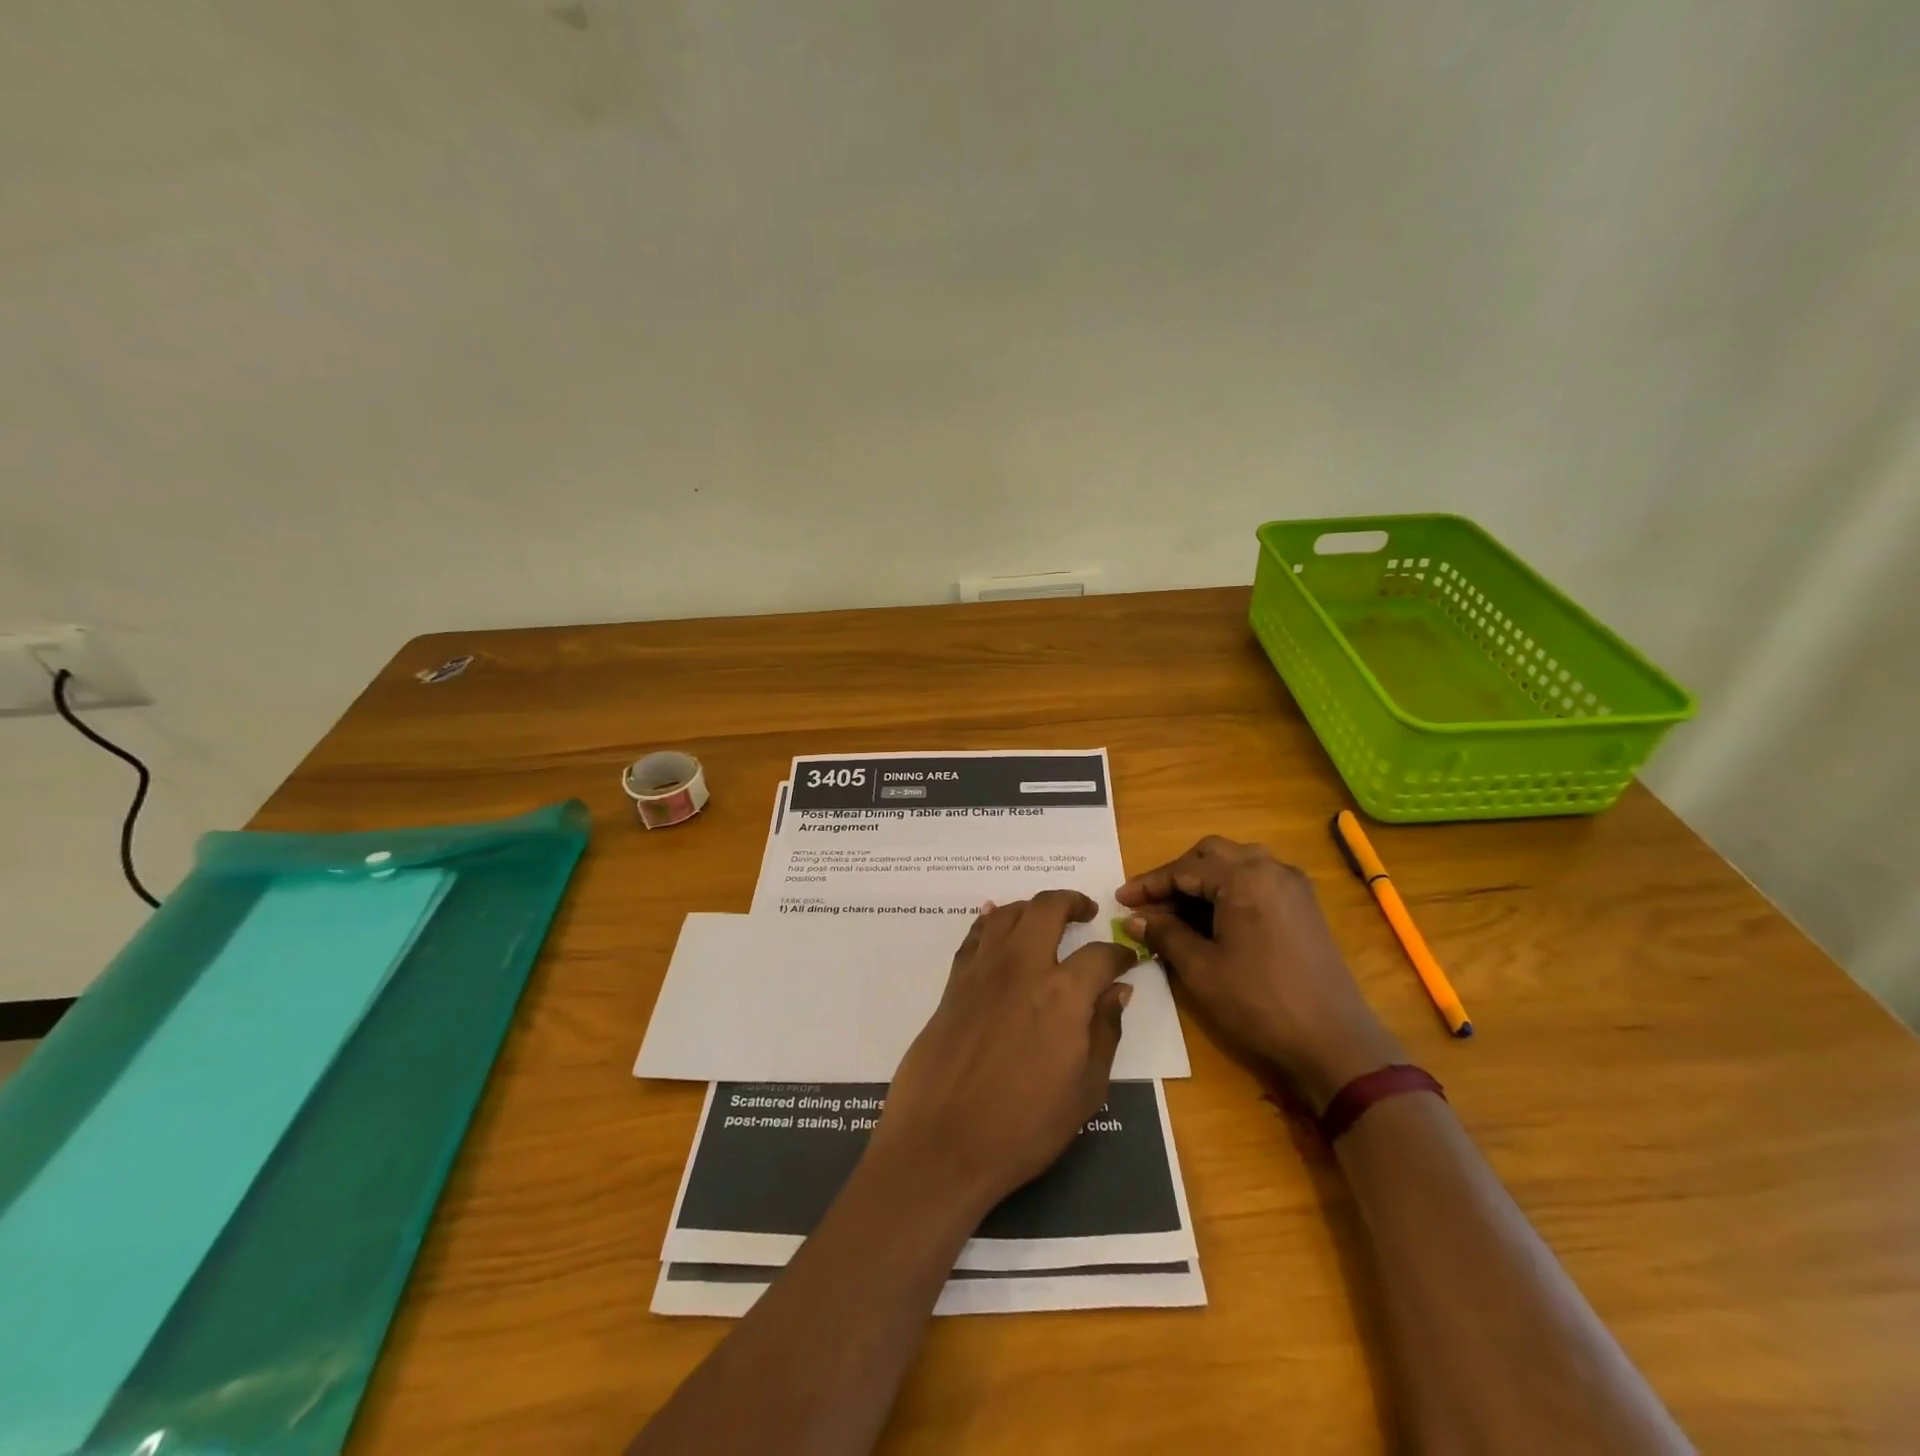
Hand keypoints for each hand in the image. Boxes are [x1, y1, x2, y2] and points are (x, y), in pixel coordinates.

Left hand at [868, 890, 1135, 1218]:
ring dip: (1032, 907)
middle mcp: (1022, 967)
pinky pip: (975, 935)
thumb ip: (1104, 1032)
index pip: (1100, 955)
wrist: (941, 1142)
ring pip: (1008, 912)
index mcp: (1063, 993)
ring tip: (1045, 918)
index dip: (1120, 954)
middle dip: (1073, 902)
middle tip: (1086, 911)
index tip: (1128, 959)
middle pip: (1048, 908)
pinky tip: (996, 923)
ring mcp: (982, 970)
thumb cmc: (1023, 1127)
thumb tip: (1117, 991)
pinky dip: (990, 921)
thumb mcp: (1085, 1091)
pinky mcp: (954, 982)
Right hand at [1118, 836, 1402, 1110]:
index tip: (1120, 900)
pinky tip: (1211, 920)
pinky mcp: (1304, 907)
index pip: (1184, 868)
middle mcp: (1271, 868)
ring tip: (1175, 911)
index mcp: (1244, 877)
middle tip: (1149, 903)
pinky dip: (1228, 891)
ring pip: (1236, 865)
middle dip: (1176, 875)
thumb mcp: (1200, 968)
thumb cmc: (1259, 1001)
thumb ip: (1165, 934)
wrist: (1333, 1042)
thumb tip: (1136, 918)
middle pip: (1211, 855)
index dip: (1149, 884)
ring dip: (1202, 881)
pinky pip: (1257, 881)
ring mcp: (1292, 886)